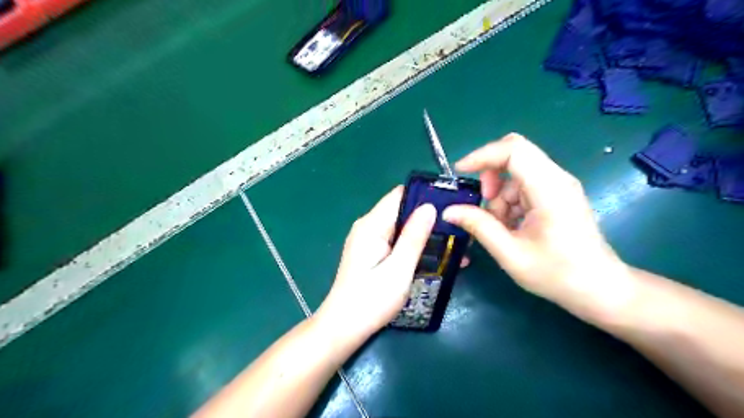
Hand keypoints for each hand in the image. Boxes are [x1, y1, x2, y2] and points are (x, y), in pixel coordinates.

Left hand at [314, 188, 437, 341]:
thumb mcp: (399, 269)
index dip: (424, 196)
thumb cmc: (371, 300)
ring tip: (452, 245)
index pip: (399, 195)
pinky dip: (412, 244)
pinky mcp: (370, 251)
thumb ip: (414, 237)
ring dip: (423, 233)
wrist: (343, 326)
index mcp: (372, 225)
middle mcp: (368, 226)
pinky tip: (432, 256)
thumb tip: (429, 207)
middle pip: (401, 210)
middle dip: (428, 218)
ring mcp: (367, 239)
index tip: (450, 205)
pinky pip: (394, 239)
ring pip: (400, 226)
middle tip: (456, 230)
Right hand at [440, 134, 633, 319]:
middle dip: (490, 176)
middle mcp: (556, 179)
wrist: (599, 288)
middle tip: (484, 205)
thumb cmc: (557, 274)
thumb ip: (478, 227)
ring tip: (500, 228)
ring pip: (516, 174)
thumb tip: (449, 210)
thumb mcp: (510, 253)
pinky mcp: (557, 195)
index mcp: (549, 188)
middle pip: (514, 155)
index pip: (513, 149)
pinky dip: (510, 202)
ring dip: (499, 196)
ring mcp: (558, 186)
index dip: (482, 155)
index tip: (460, 172)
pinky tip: (512, 227)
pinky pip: (524, 187)